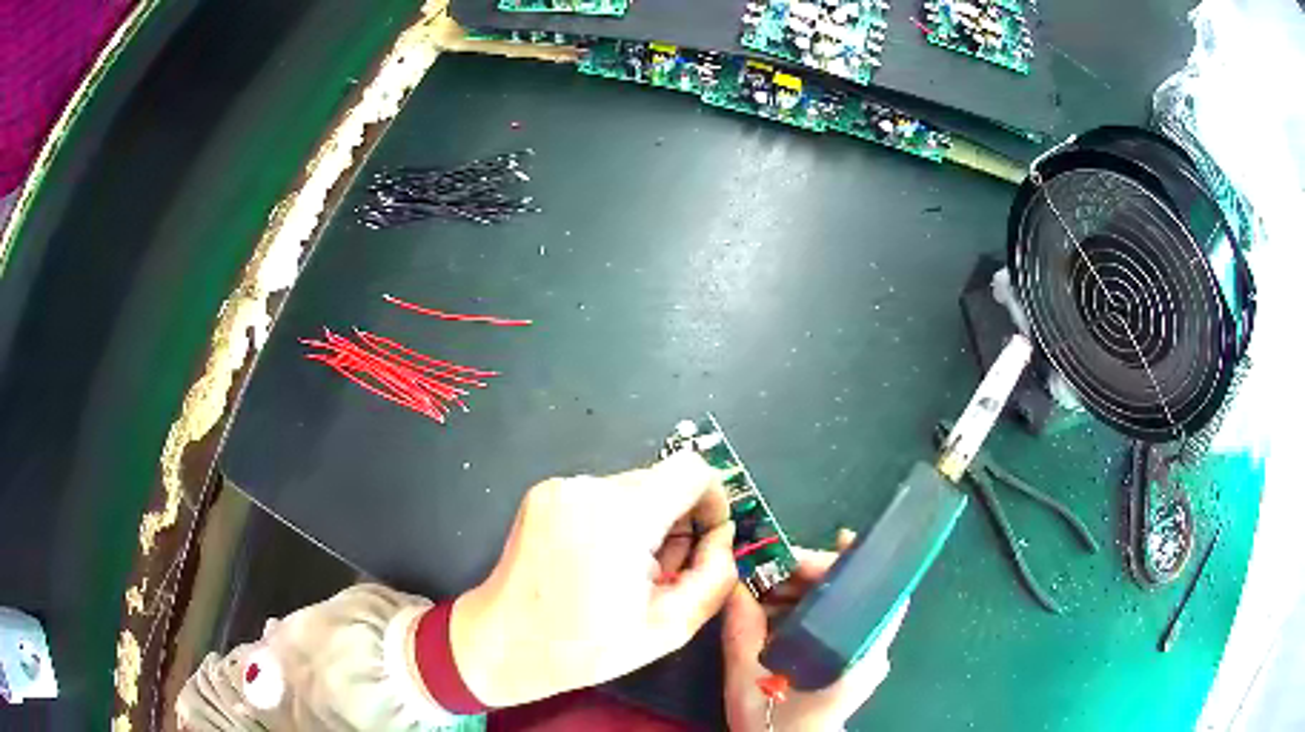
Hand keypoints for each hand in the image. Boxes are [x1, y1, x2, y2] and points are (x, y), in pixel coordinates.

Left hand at [450, 451, 737, 706]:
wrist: (502, 643)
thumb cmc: (585, 647)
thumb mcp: (669, 627)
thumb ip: (714, 576)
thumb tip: (721, 537)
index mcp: (621, 515)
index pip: (692, 470)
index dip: (713, 499)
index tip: (709, 539)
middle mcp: (588, 487)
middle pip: (662, 482)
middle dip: (678, 522)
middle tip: (665, 573)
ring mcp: (560, 487)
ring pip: (633, 489)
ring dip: (646, 524)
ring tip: (628, 574)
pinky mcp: (543, 494)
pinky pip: (601, 496)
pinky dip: (615, 522)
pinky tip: (600, 563)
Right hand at [722, 530, 908, 731]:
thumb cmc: (772, 721)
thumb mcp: (746, 677)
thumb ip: (741, 629)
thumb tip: (734, 584)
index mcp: (858, 653)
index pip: (879, 593)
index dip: (860, 561)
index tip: (837, 538)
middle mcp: (872, 651)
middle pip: (857, 594)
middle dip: (817, 575)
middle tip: (776, 569)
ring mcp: (865, 658)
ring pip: (845, 607)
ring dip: (809, 593)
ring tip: (768, 591)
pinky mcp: (852, 664)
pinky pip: (838, 625)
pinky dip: (810, 612)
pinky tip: (778, 614)